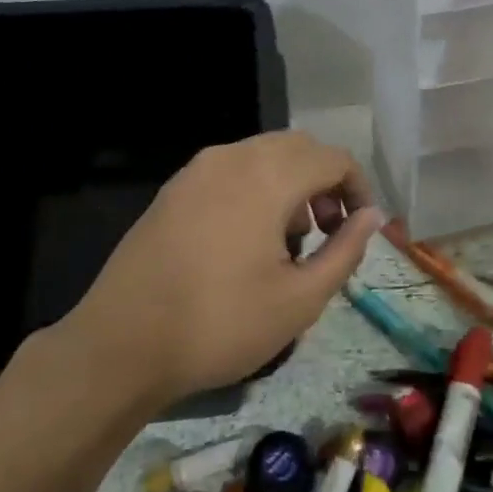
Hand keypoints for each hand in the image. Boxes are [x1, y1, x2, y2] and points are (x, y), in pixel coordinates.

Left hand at [55, 131, 382, 410]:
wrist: (122, 343)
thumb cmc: (220, 324)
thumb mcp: (300, 299)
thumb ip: (345, 251)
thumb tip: (371, 217)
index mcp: (267, 177)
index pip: (332, 159)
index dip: (358, 188)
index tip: (359, 228)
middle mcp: (232, 158)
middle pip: (297, 148)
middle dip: (324, 182)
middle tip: (328, 232)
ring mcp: (196, 170)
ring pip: (261, 155)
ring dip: (289, 183)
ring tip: (288, 241)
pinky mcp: (173, 189)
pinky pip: (229, 170)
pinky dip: (255, 187)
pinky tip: (245, 239)